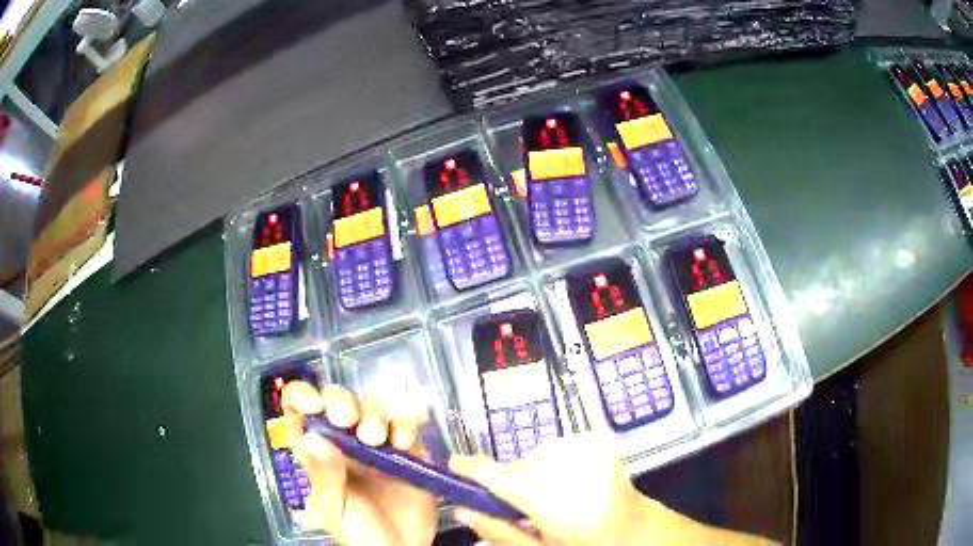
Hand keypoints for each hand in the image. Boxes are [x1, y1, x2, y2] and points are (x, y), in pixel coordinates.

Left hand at [282, 382, 436, 545]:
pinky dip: (406, 424)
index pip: (299, 411)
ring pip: (372, 408)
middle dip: (341, 402)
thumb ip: (323, 477)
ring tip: (377, 438)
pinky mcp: (407, 451)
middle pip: (337, 401)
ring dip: (374, 414)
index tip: (314, 404)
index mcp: (317, 452)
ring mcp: (377, 445)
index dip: (302, 397)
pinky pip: (406, 425)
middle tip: (346, 419)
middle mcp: (344, 441)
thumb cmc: (357, 535)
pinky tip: (404, 441)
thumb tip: (311, 438)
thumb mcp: (332, 510)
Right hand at [449, 434, 652, 544]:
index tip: (454, 465)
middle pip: (519, 465)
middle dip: (508, 479)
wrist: (636, 531)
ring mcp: (592, 453)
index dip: (474, 470)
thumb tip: (461, 509)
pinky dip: (552, 461)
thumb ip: (500, 531)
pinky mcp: (600, 443)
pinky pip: (558, 446)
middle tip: (516, 503)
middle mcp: (575, 473)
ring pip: (536, 454)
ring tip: (548, 496)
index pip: (505, 479)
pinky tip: (566, 482)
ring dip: (531, 471)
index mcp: (560, 506)